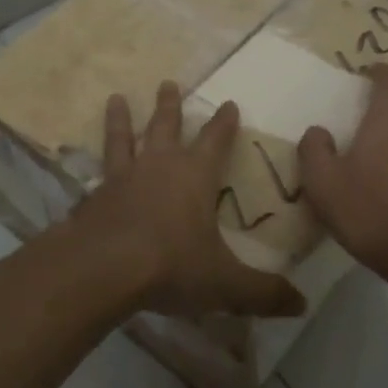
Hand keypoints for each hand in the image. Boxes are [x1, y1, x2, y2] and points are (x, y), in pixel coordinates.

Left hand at [73, 81, 305, 319]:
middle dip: (170, 105)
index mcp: (195, 176)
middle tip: (168, 83)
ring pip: (124, 137)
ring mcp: (122, 177)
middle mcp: (158, 166)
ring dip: (122, 118)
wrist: (102, 268)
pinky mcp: (94, 195)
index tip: (229, 103)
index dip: (224, 123)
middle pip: (166, 126)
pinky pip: (98, 171)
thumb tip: (302, 304)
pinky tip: (86, 163)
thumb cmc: (171, 265)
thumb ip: (263, 293)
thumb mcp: (225, 284)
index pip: (215, 140)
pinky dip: (95, 162)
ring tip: (116, 97)